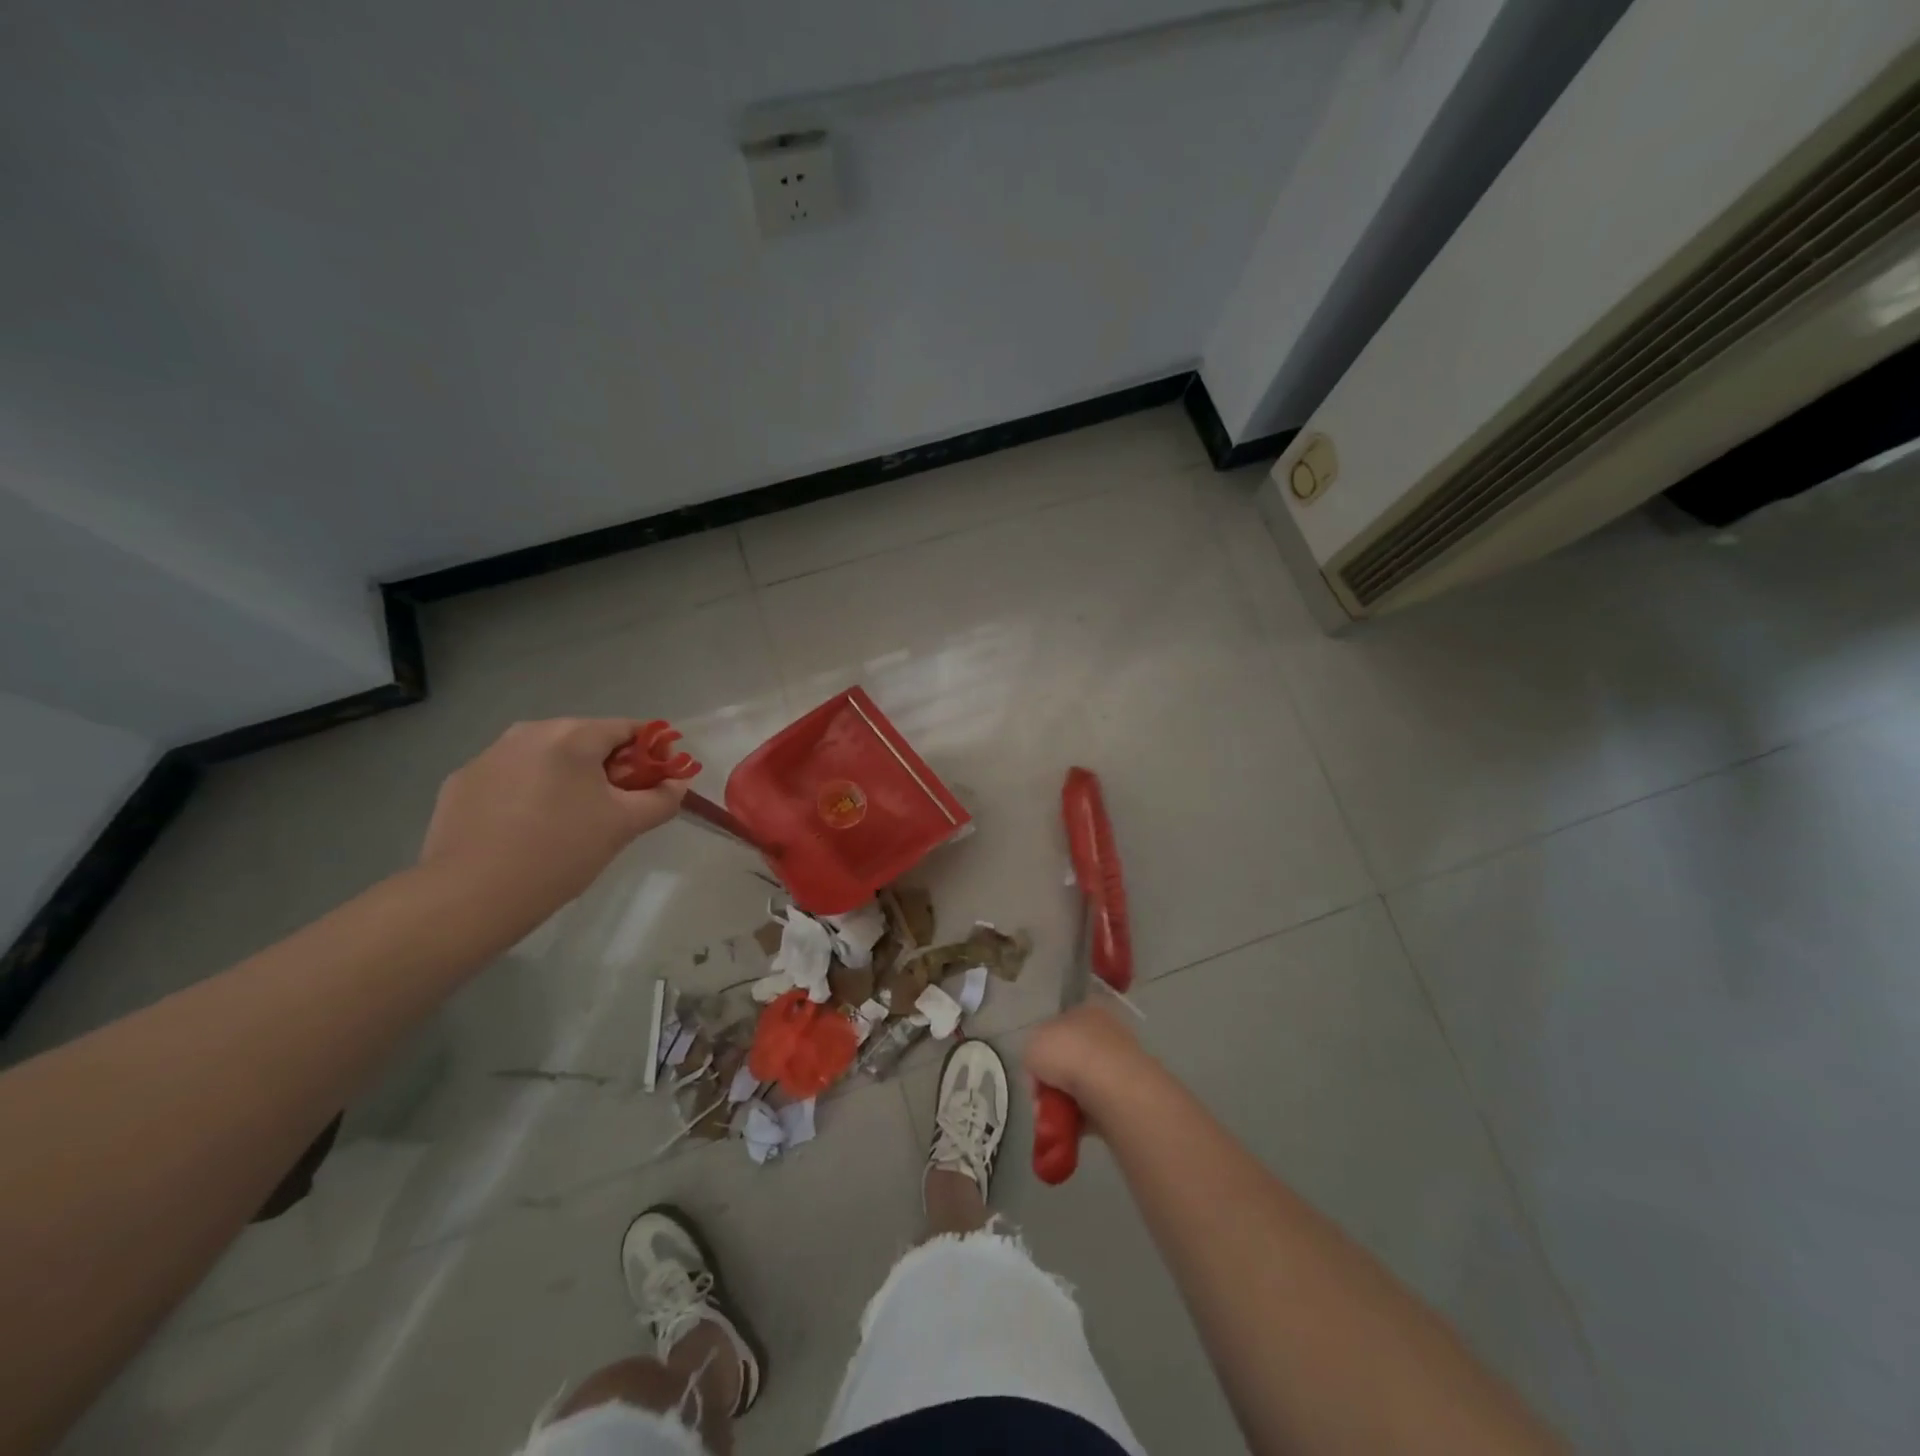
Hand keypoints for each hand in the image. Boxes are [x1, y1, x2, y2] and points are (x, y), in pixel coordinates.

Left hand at [420, 718, 687, 910]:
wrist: (470, 896)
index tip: (657, 781)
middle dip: (608, 767)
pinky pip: (511, 777)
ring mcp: (489, 755)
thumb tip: (678, 782)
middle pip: (585, 740)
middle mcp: (528, 732)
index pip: (628, 728)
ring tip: (570, 821)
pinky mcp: (461, 782)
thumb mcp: (624, 826)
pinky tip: (528, 830)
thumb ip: (662, 798)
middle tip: (616, 807)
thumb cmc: (560, 852)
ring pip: (546, 758)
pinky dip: (529, 793)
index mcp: (572, 735)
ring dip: (567, 778)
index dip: (651, 752)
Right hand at [1024, 1000, 1155, 1131]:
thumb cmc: (1068, 1054)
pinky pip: (1096, 1107)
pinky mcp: (1127, 1094)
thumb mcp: (1032, 1044)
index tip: (1034, 1073)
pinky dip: (1081, 1118)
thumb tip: (1041, 1069)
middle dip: (1053, 1081)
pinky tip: (1070, 1126)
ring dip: (1066, 1102)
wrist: (1110, 1087)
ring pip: (1082, 1085)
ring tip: (1054, 1117)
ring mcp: (1119, 1063)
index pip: (1058, 1027)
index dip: (1042, 1051)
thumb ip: (1032, 1053)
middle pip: (1070, 1058)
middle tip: (1041, 1099)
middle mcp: (1104, 1032)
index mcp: (1084, 1011)